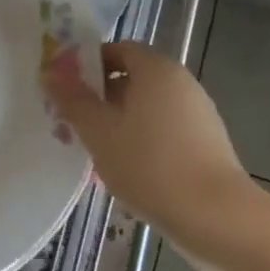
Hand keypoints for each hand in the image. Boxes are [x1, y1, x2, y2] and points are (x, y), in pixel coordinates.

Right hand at [46, 42, 253, 229]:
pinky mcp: (208, 147)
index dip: (88, 64)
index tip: (66, 88)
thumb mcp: (99, 131)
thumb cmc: (151, 164)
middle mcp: (181, 83)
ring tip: (96, 153)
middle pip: (132, 79)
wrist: (219, 221)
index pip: (117, 49)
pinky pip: (164, 133)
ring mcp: (198, 115)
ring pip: (147, 109)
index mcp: (156, 68)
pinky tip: (127, 173)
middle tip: (74, 122)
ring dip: (119, 124)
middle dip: (100, 98)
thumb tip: (50, 73)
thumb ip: (72, 100)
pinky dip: (143, 143)